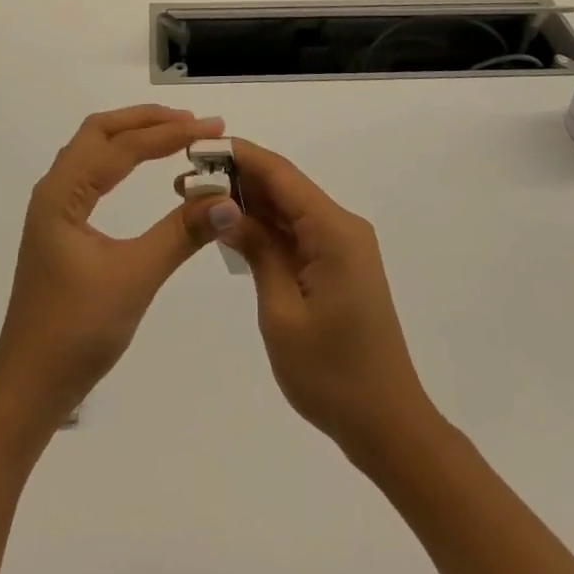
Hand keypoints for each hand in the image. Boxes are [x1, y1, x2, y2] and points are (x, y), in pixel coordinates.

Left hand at [0, 105, 226, 430]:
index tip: (211, 129)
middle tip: (194, 123)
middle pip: (100, 132)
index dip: (168, 133)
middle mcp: (54, 190)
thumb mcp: (135, 277)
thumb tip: (228, 199)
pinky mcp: (62, 226)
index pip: (121, 147)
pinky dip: (123, 158)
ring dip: (133, 135)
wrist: (30, 387)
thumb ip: (181, 233)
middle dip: (147, 121)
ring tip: (176, 134)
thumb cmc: (77, 331)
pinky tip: (142, 167)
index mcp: (62, 194)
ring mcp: (55, 208)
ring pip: (94, 150)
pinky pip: (94, 173)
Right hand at [210, 139, 437, 455]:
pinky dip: (265, 228)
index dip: (239, 155)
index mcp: (334, 231)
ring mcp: (343, 246)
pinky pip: (297, 232)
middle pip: (285, 186)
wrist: (388, 425)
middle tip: (185, 180)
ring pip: (289, 208)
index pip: (281, 174)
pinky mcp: (339, 265)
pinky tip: (232, 229)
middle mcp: (342, 227)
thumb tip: (225, 206)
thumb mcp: (281, 312)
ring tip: (198, 200)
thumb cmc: (331, 374)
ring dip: (248, 203)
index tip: (197, 148)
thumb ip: (256, 250)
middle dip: (237, 178)